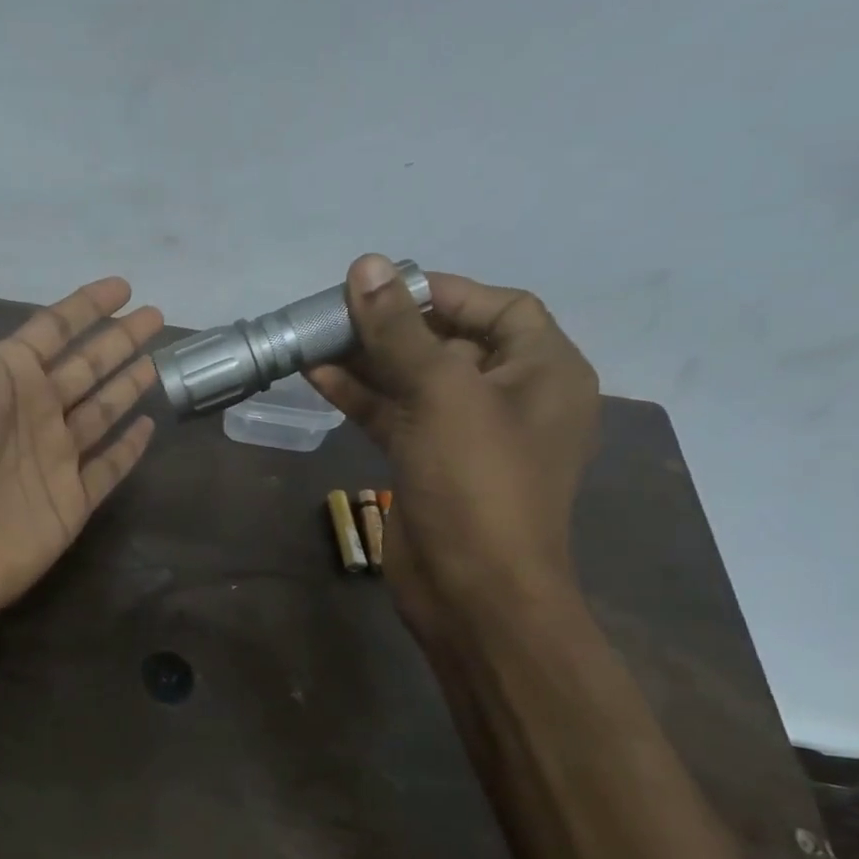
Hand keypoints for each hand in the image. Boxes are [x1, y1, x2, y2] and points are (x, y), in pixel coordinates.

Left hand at [0, 217, 163, 645]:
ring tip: (159, 361)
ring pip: (101, 412)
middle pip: (86, 366)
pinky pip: (108, 469)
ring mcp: (53, 459)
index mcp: (1, 375)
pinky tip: (148, 427)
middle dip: (119, 341)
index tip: (121, 286)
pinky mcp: (70, 503)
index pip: (54, 329)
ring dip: (127, 386)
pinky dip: (127, 449)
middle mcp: (31, 412)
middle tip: (156, 316)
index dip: (86, 307)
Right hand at [307, 256, 599, 634]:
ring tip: (315, 338)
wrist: (474, 592)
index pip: (499, 307)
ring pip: (414, 379)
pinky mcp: (429, 462)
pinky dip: (360, 396)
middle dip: (392, 325)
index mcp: (543, 371)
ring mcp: (466, 433)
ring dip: (367, 358)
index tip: (382, 286)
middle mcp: (510, 396)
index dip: (441, 291)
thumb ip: (400, 331)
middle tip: (334, 311)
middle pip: (448, 341)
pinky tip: (316, 376)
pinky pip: (394, 415)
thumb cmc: (477, 483)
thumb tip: (366, 266)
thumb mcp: (441, 394)